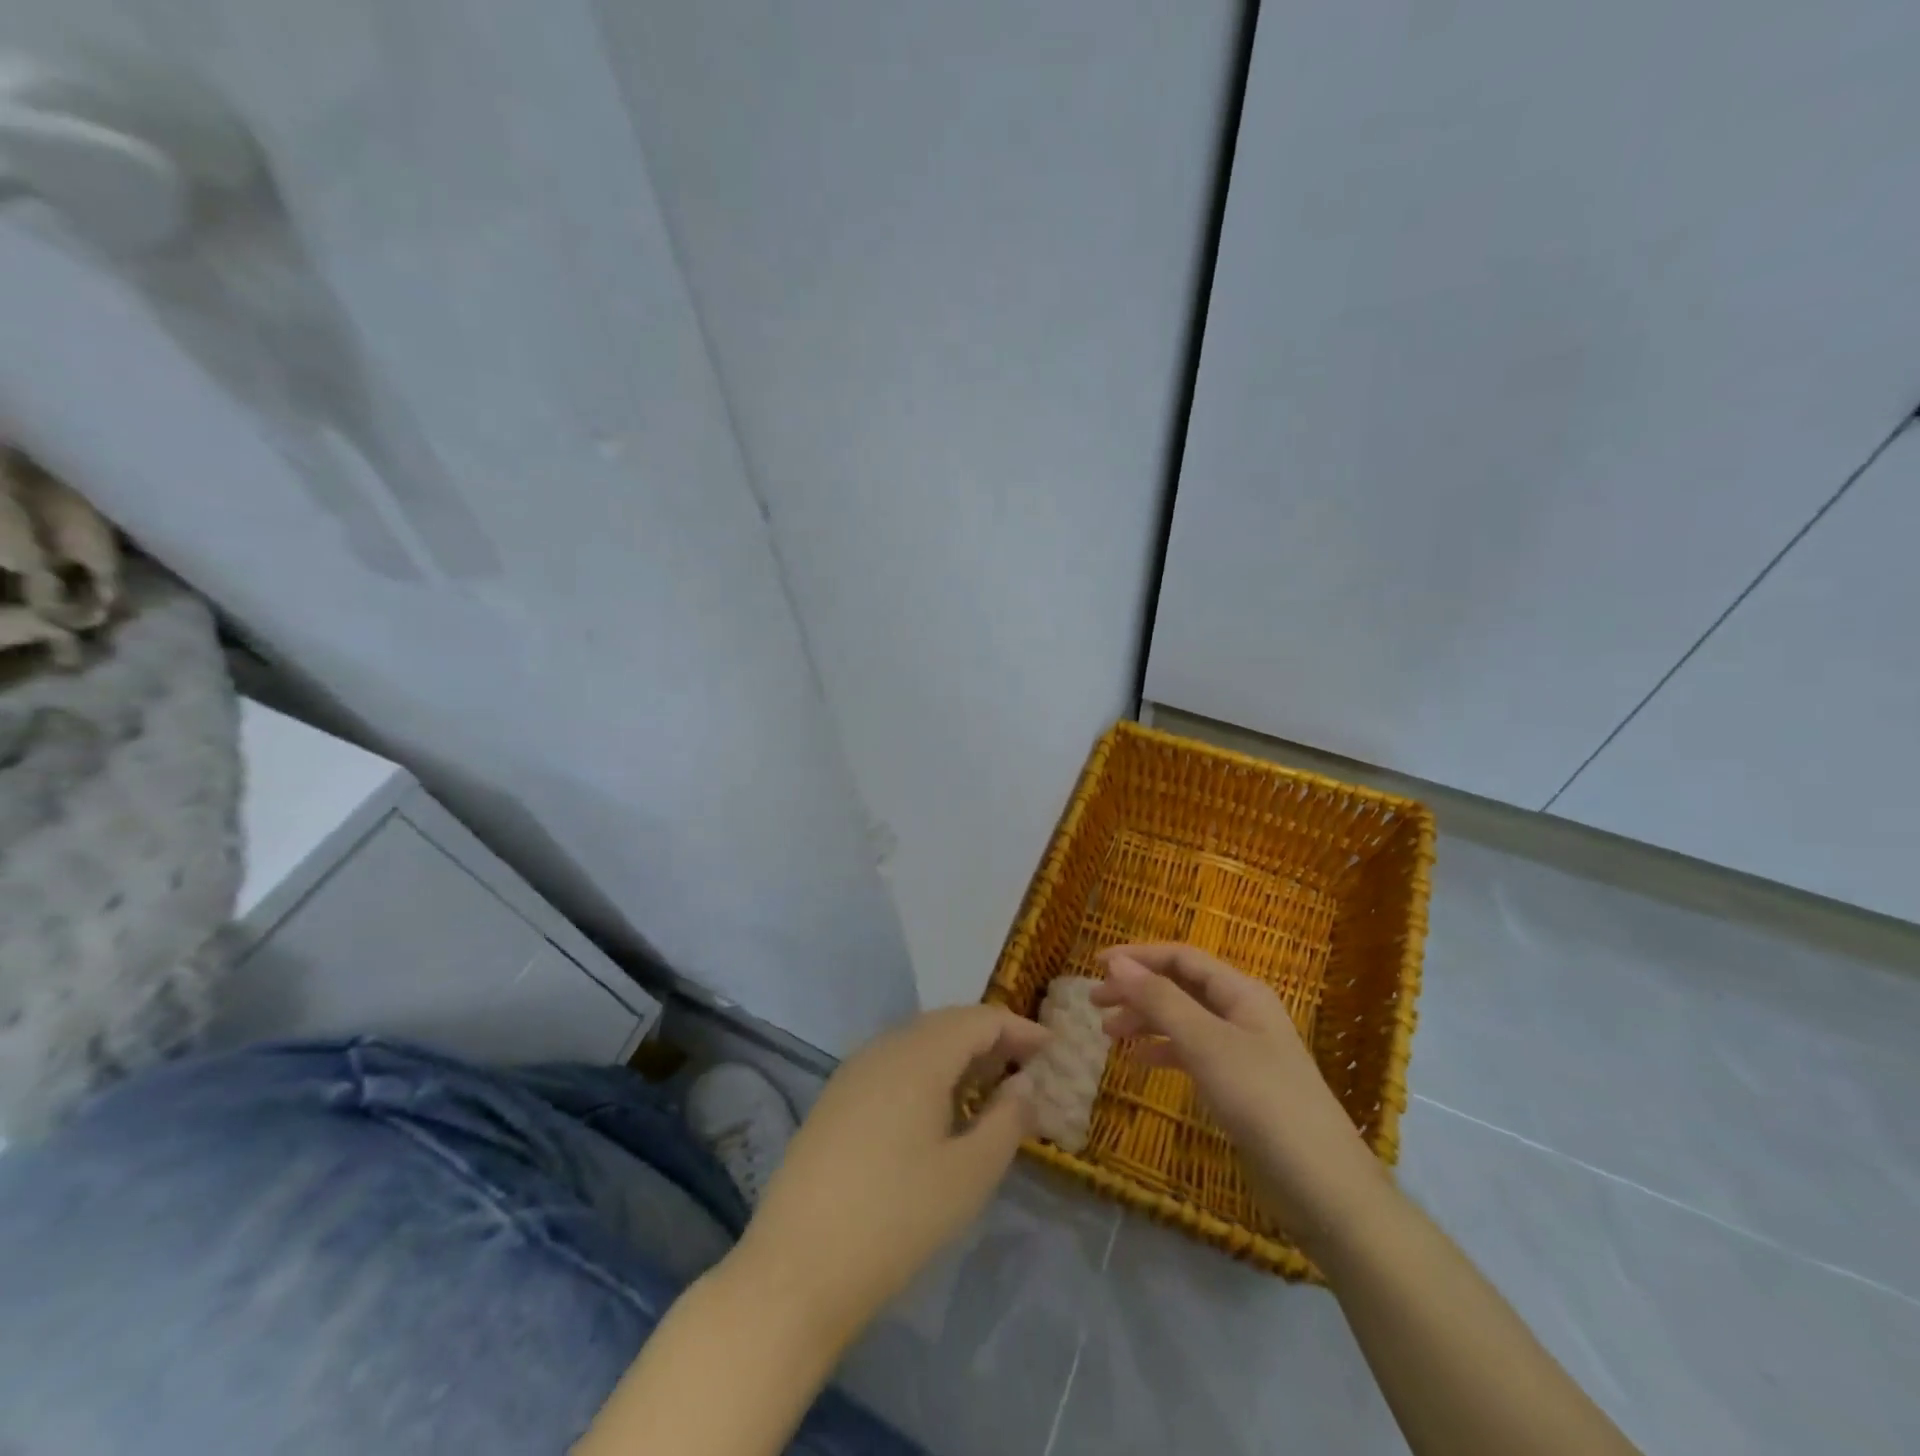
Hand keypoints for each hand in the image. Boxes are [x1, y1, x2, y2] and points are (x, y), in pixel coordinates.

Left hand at [730, 1005, 1049, 1340]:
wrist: (795, 1270)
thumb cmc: (895, 1221)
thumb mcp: (969, 1176)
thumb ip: (1006, 1121)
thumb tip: (1024, 1083)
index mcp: (918, 1056)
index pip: (979, 1020)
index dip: (1019, 1028)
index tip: (1052, 1048)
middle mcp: (883, 1048)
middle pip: (946, 1023)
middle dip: (989, 1037)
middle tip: (1025, 1064)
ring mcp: (853, 1072)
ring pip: (917, 1041)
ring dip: (957, 1052)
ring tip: (988, 1084)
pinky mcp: (835, 1098)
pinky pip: (893, 1063)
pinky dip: (926, 1069)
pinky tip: (937, 1106)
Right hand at [1091, 943, 1386, 1247]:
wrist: (1323, 1186)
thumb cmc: (1263, 1101)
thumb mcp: (1206, 1044)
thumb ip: (1161, 1000)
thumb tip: (1118, 964)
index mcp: (1241, 992)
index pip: (1181, 958)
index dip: (1138, 957)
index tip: (1096, 966)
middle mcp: (1241, 1013)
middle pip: (1180, 986)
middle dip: (1136, 990)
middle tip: (1094, 1004)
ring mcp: (1242, 1050)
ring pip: (1183, 1020)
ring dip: (1145, 1020)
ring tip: (1108, 1034)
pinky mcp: (1239, 1085)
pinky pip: (1192, 1053)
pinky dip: (1163, 1051)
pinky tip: (1138, 1061)